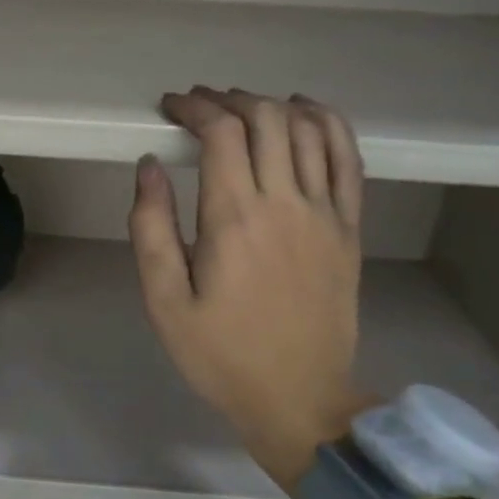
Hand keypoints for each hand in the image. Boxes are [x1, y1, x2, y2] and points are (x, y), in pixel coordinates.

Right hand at [130, 88, 376, 493]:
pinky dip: (329, 124)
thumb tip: (149, 166)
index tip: (169, 108)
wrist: (299, 399)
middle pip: (266, 118)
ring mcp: (326, 213)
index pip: (221, 132)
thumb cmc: (221, 354)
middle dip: (228, 99)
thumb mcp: (165, 301)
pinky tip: (307, 113)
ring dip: (272, 105)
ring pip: (308, 129)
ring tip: (243, 108)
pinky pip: (348, 159)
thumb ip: (150, 228)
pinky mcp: (349, 228)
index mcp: (235, 219)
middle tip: (200, 107)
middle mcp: (286, 203)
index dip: (194, 107)